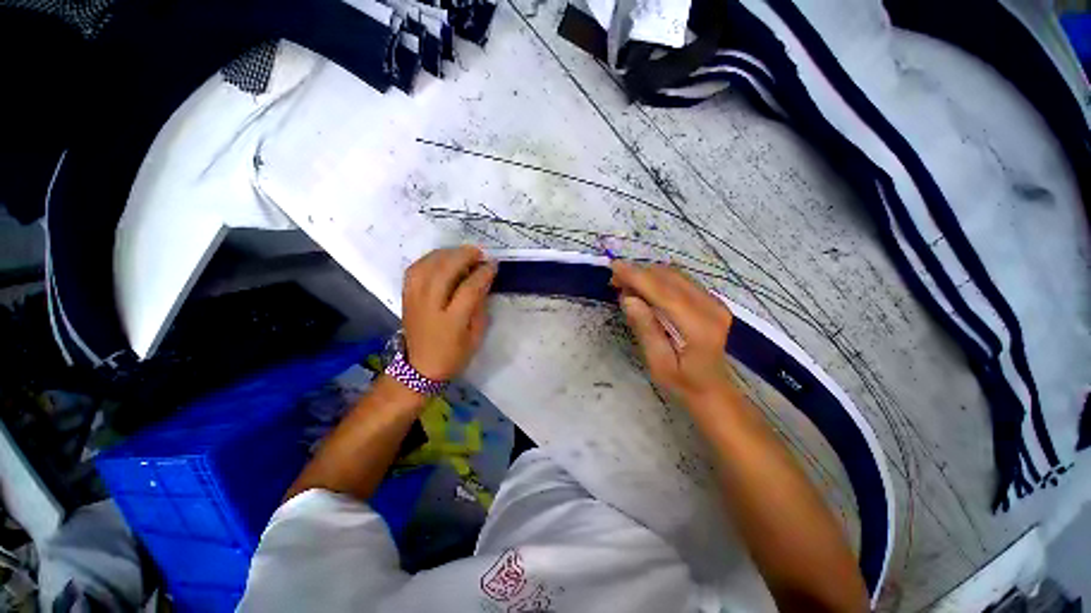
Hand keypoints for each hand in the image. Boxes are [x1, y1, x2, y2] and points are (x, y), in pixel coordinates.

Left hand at [402, 246, 496, 380]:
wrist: (419, 368)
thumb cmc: (453, 355)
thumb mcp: (475, 336)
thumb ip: (480, 308)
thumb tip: (483, 282)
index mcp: (451, 321)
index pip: (469, 289)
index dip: (483, 273)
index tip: (493, 265)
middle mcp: (430, 307)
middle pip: (444, 271)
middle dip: (463, 256)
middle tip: (478, 252)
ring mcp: (414, 300)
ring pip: (426, 266)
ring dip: (446, 254)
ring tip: (461, 253)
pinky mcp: (405, 297)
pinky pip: (414, 269)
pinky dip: (429, 259)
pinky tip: (441, 258)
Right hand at [610, 261, 733, 401]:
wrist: (713, 389)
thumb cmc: (682, 383)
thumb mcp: (658, 364)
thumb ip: (645, 329)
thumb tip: (628, 298)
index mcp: (699, 327)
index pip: (664, 292)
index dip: (637, 277)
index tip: (614, 267)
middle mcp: (711, 308)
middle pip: (670, 278)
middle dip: (639, 274)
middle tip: (615, 281)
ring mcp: (715, 302)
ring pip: (675, 275)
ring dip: (648, 275)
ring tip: (626, 285)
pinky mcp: (712, 300)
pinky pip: (681, 280)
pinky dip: (659, 280)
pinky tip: (644, 289)